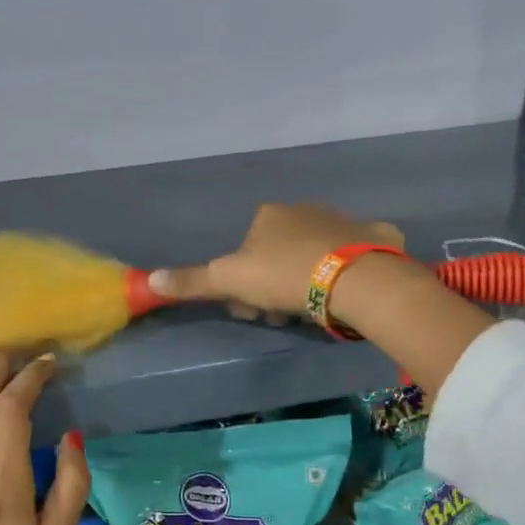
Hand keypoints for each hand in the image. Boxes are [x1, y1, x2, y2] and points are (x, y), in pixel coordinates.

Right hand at [147, 203, 406, 318]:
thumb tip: (149, 279)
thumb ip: (192, 281)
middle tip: (280, 314)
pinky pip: (357, 251)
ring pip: (312, 256)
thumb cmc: (284, 276)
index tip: (251, 309)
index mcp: (267, 216)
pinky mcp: (375, 235)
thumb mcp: (230, 281)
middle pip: (277, 255)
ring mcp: (341, 220)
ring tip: (312, 310)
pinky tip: (350, 288)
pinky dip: (350, 267)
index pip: (244, 253)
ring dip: (305, 283)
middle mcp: (303, 210)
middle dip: (273, 287)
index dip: (242, 285)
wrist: (352, 279)